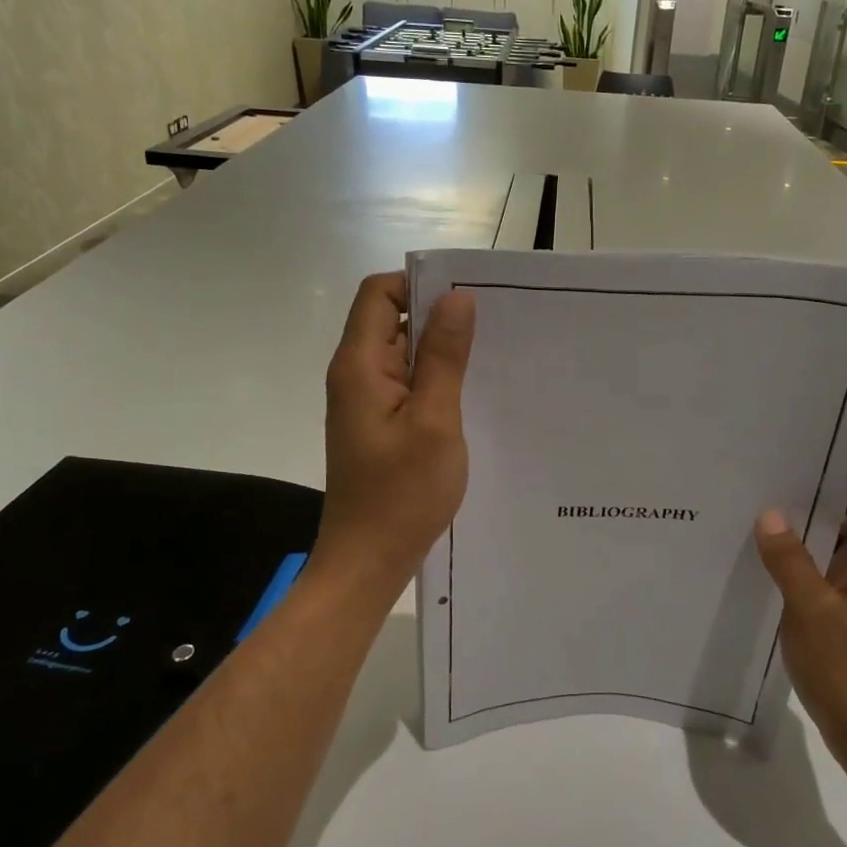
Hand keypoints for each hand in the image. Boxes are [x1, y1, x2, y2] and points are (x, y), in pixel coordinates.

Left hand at [316, 272, 474, 592]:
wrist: (368, 562)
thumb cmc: (401, 494)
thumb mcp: (433, 420)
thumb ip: (442, 357)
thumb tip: (456, 298)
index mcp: (359, 366)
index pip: (378, 294)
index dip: (419, 285)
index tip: (467, 299)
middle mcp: (355, 376)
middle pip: (390, 320)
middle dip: (437, 318)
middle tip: (491, 329)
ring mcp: (364, 402)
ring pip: (401, 354)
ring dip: (439, 353)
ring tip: (489, 361)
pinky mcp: (377, 425)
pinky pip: (405, 385)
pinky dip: (433, 381)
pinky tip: (469, 396)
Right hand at [755, 460, 846, 793]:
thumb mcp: (813, 612)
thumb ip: (790, 559)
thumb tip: (769, 511)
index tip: (806, 458)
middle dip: (818, 486)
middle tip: (767, 473)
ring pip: (836, 534)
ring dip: (803, 519)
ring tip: (755, 505)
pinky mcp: (843, 605)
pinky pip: (822, 561)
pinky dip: (797, 550)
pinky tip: (759, 551)